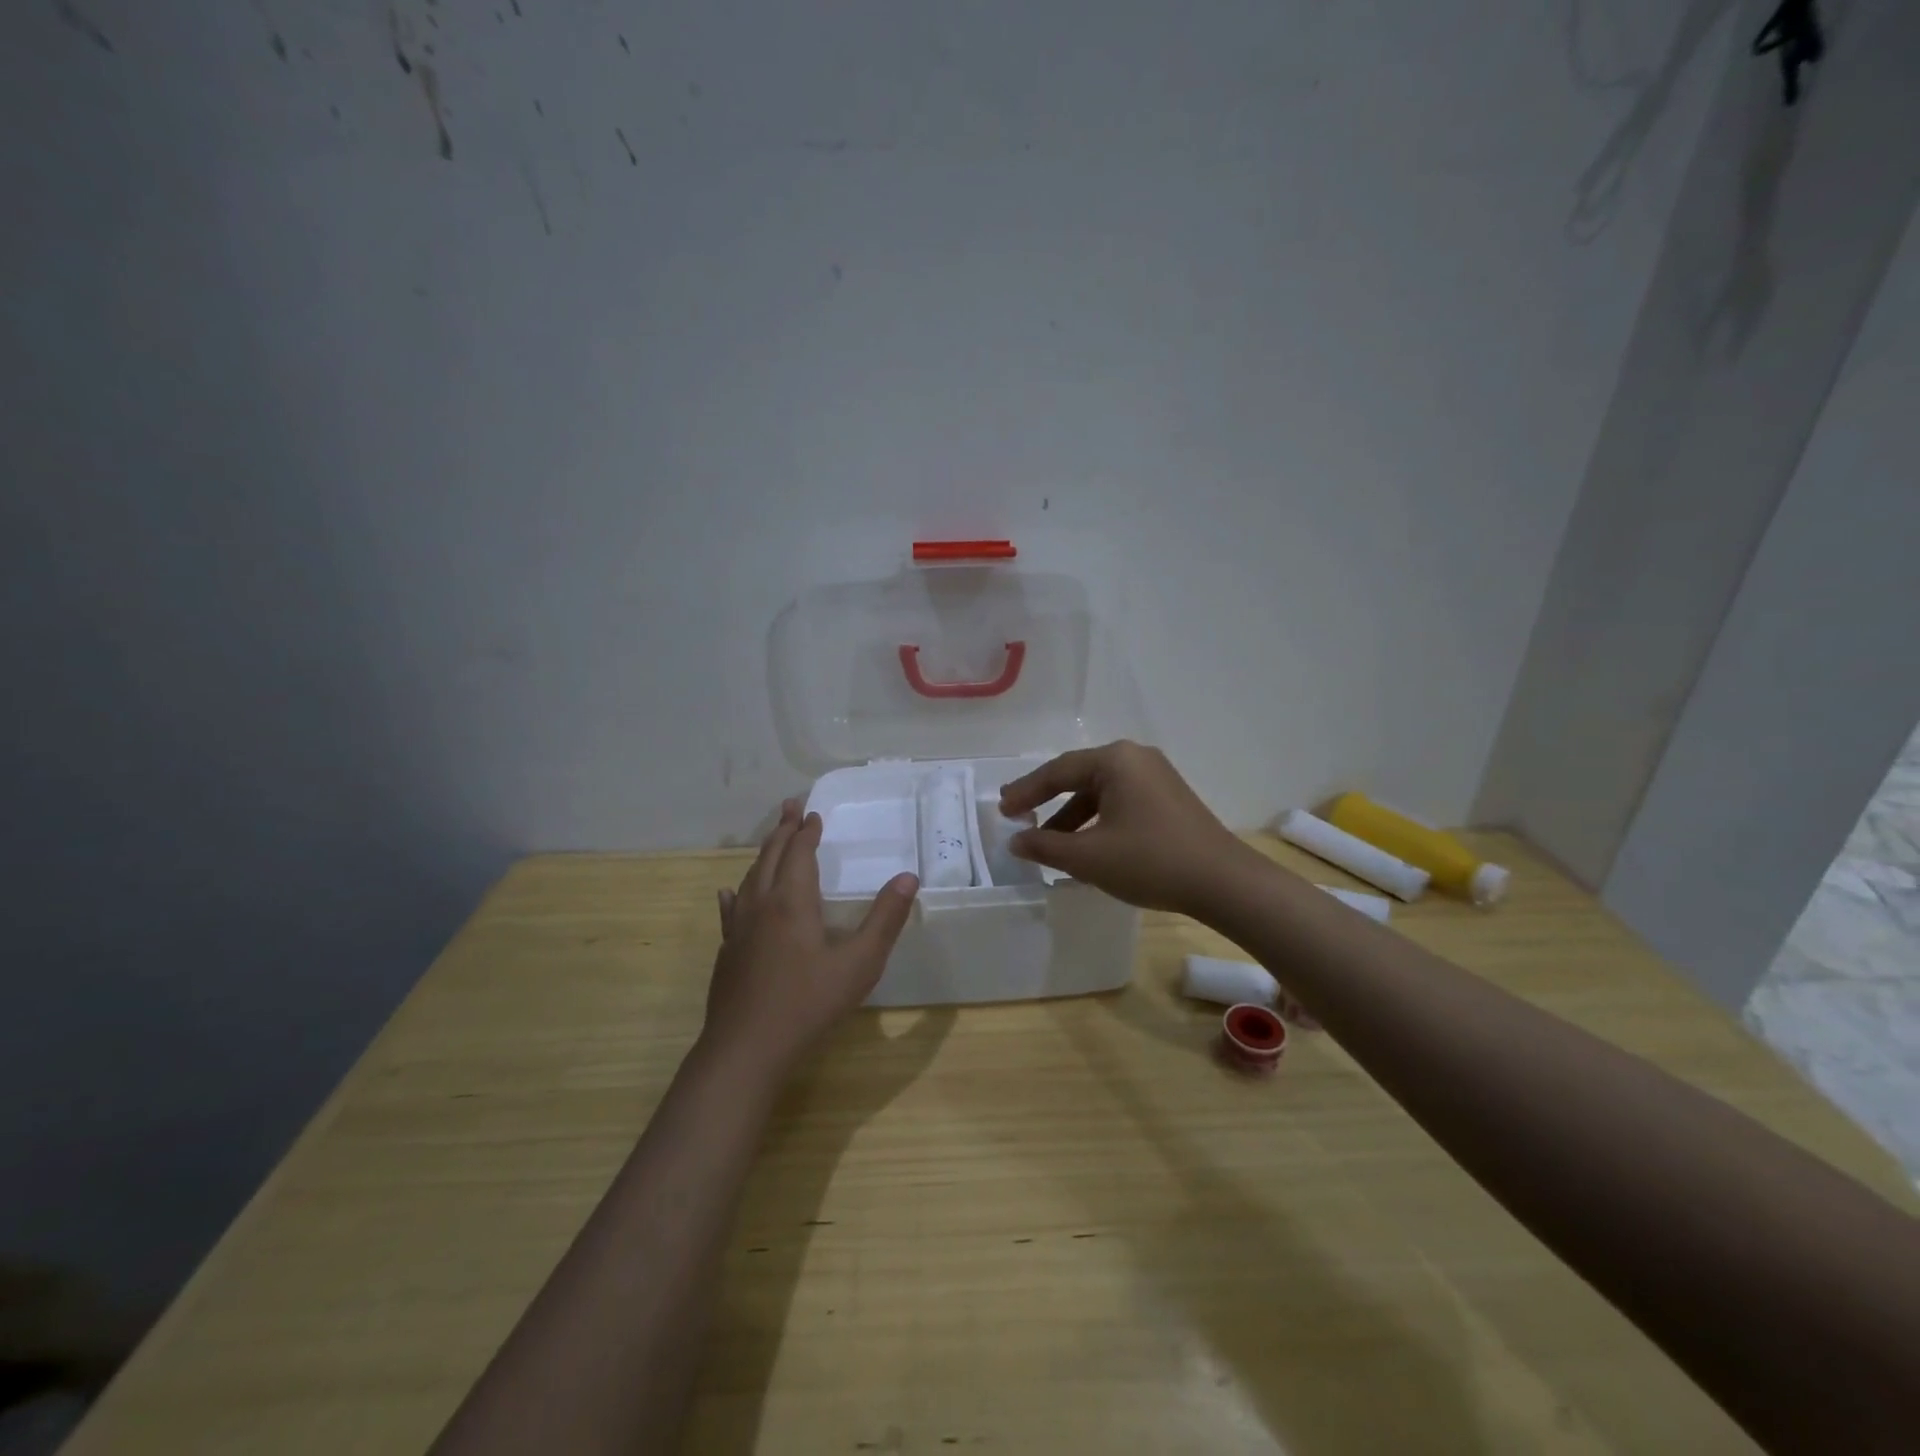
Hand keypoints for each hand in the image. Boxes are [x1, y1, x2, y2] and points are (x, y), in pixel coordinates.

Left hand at [705, 799, 918, 1072]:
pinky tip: (730, 893)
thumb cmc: (808, 1003)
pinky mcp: (727, 951)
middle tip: (791, 807)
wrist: (746, 1048)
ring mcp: (738, 928)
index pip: (800, 853)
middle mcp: (761, 905)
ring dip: (764, 854)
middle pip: (771, 856)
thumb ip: (885, 919)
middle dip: (784, 830)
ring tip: (773, 840)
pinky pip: (731, 909)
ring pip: (750, 878)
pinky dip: (736, 893)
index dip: (807, 832)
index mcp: (793, 901)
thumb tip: (908, 878)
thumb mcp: (860, 963)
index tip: (813, 813)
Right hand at [998, 740, 1253, 917]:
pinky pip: (1121, 802)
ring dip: (1072, 817)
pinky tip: (1087, 847)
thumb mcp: (1089, 857)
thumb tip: (1015, 842)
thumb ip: (1045, 847)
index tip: (1002, 810)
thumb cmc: (1150, 861)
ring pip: (1101, 793)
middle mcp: (1136, 758)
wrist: (1223, 883)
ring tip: (1050, 843)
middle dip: (1048, 801)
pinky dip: (1097, 821)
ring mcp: (1157, 777)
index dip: (1026, 791)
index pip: (1058, 771)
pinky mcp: (1169, 799)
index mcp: (1115, 760)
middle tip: (1019, 817)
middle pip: (1079, 777)